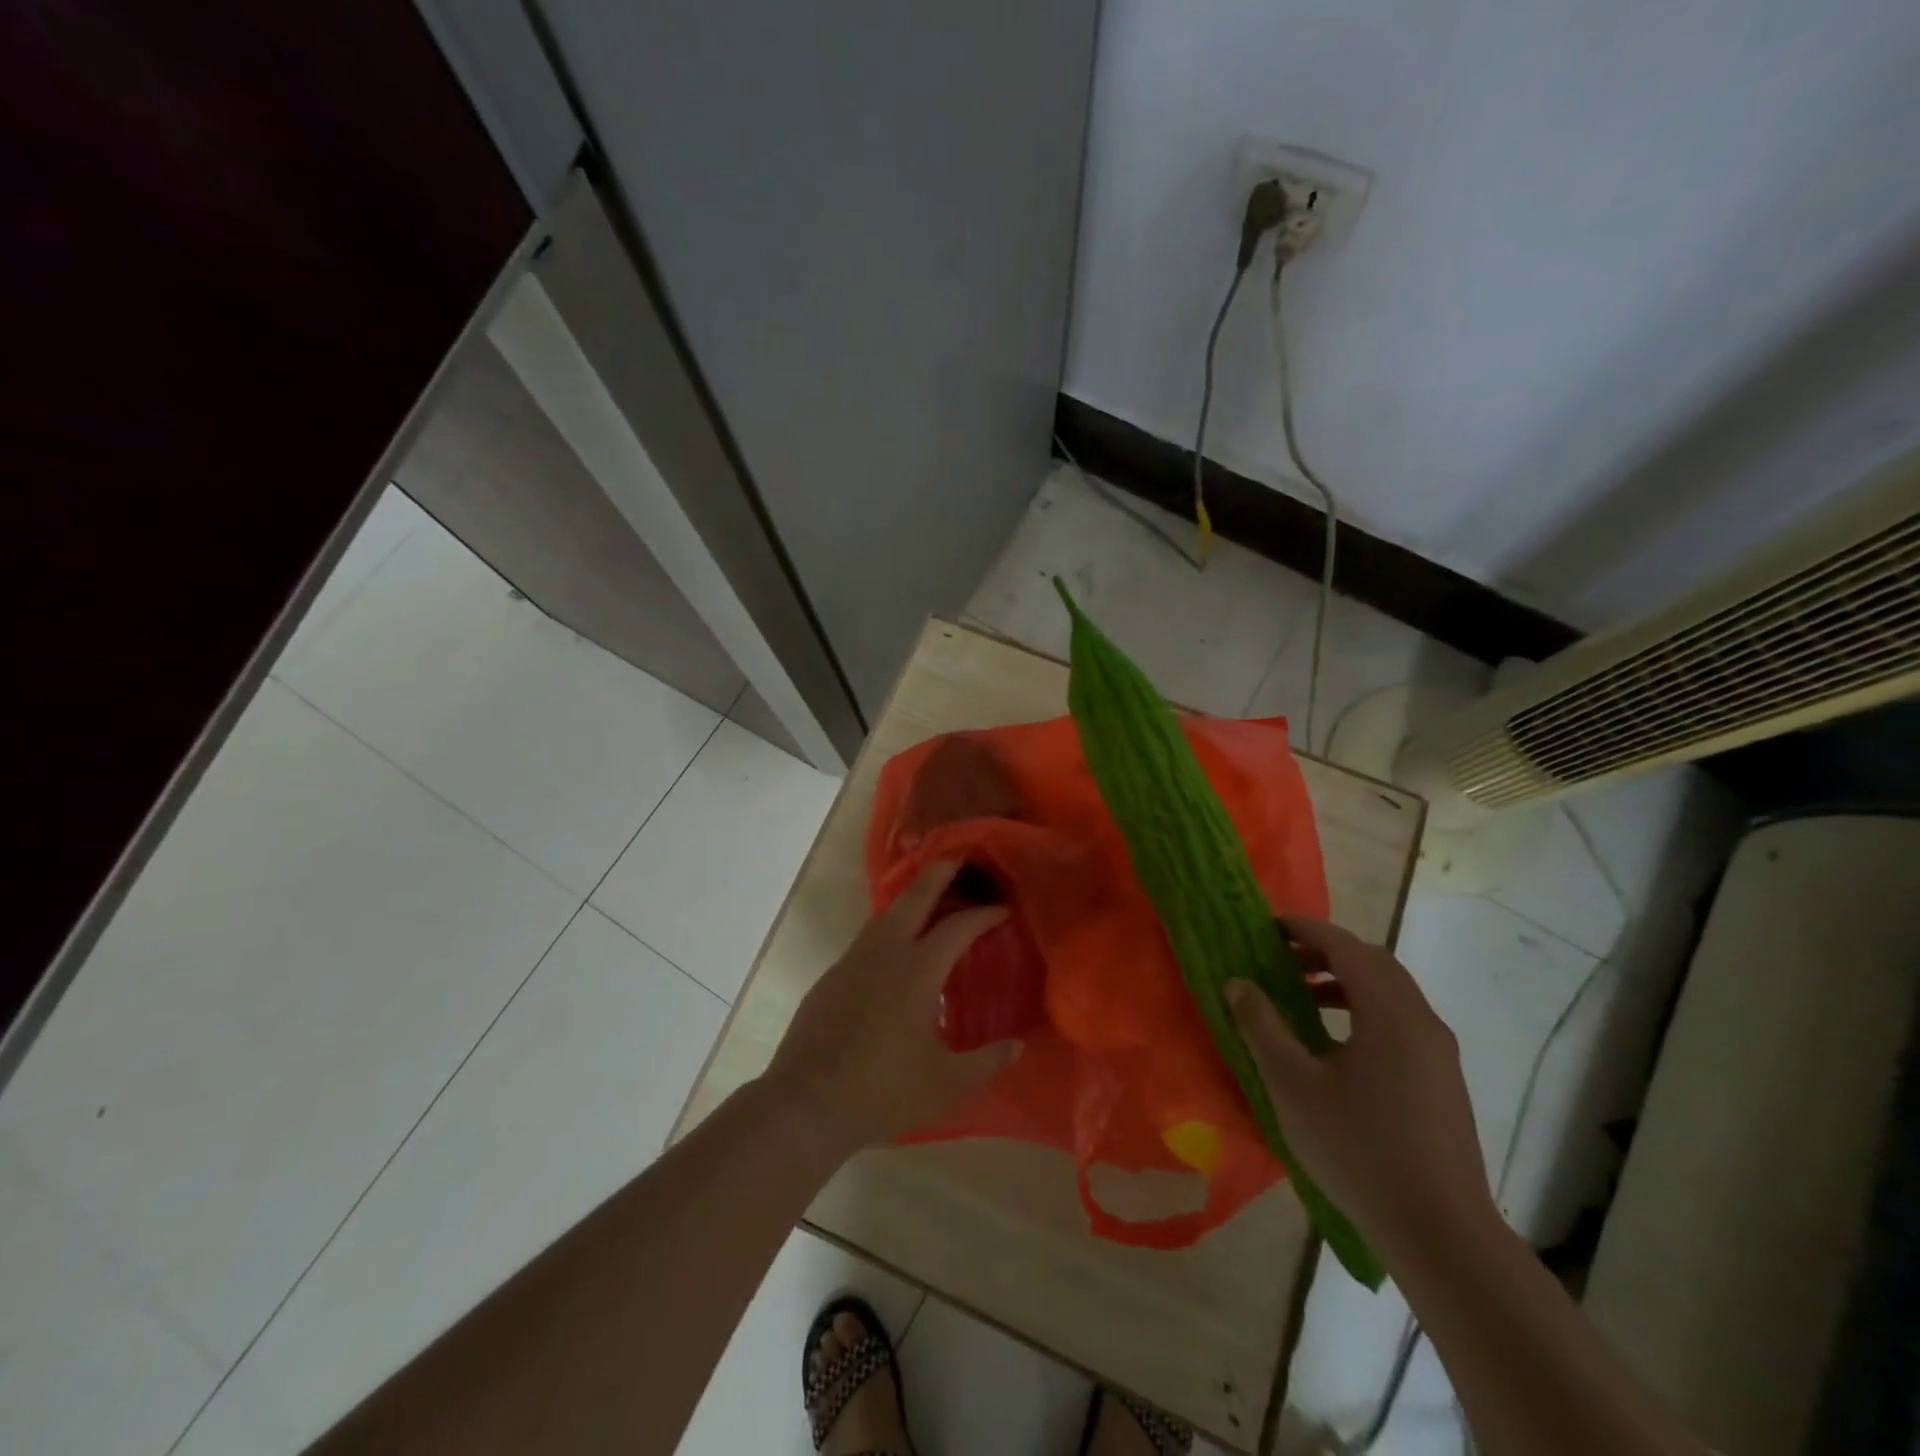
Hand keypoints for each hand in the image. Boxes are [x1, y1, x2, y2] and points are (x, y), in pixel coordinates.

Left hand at [764, 860, 1021, 1156]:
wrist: (806, 1103)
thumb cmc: (883, 1090)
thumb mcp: (947, 1084)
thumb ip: (986, 1062)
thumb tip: (1017, 1045)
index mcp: (916, 970)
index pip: (957, 927)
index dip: (983, 914)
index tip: (1003, 909)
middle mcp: (884, 953)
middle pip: (915, 897)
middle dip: (939, 872)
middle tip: (959, 858)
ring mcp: (852, 962)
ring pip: (886, 914)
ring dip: (911, 899)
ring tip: (930, 901)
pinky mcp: (831, 978)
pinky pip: (867, 939)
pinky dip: (889, 929)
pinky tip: (894, 952)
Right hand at [1227, 916, 1495, 1263]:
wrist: (1440, 1232)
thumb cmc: (1358, 1148)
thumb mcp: (1292, 1085)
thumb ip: (1261, 1026)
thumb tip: (1237, 982)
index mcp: (1389, 1012)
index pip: (1346, 946)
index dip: (1306, 929)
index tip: (1269, 928)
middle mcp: (1422, 1021)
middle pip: (1374, 963)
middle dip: (1327, 952)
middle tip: (1284, 960)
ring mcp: (1440, 1053)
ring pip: (1391, 993)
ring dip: (1346, 982)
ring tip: (1304, 998)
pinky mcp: (1444, 1081)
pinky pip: (1401, 1021)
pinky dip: (1365, 1011)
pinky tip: (1337, 1046)